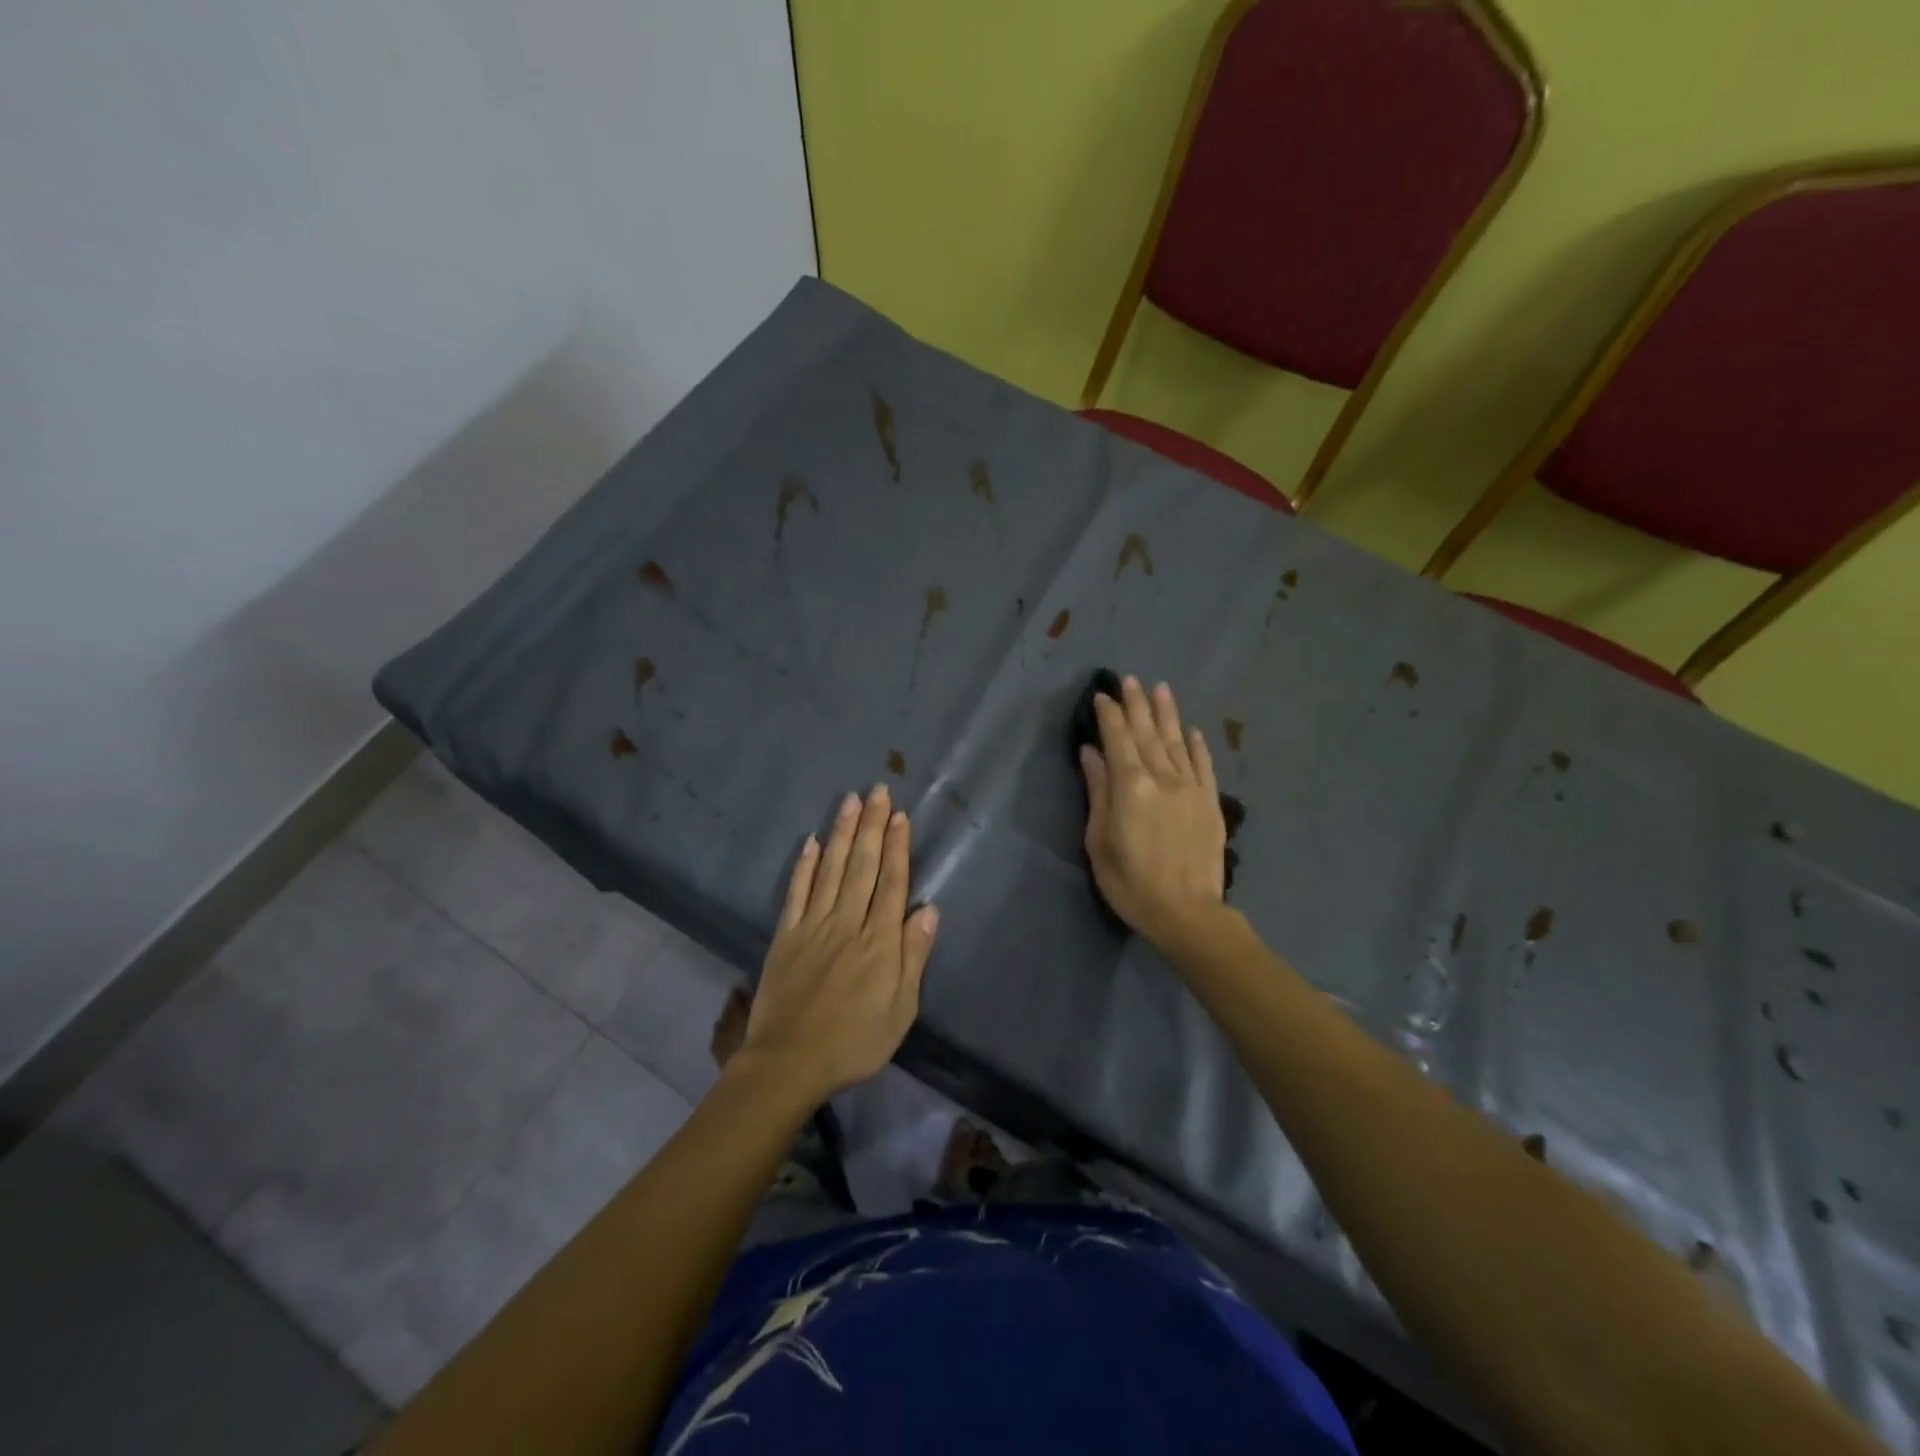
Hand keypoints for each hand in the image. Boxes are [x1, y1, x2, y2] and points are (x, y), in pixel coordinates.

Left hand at [736, 784, 938, 1104]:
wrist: (789, 1063)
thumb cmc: (854, 1041)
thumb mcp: (900, 1010)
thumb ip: (913, 957)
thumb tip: (929, 910)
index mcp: (879, 942)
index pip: (892, 883)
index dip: (898, 847)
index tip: (901, 816)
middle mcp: (848, 923)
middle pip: (863, 867)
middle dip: (873, 826)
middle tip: (879, 791)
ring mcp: (813, 926)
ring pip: (832, 870)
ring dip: (843, 834)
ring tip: (851, 801)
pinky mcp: (786, 936)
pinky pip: (796, 893)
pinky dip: (804, 866)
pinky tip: (812, 841)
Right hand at [1080, 677, 1226, 946]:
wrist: (1187, 913)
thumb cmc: (1131, 883)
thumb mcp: (1099, 841)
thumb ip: (1097, 792)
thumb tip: (1091, 753)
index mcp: (1130, 786)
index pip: (1117, 739)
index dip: (1109, 715)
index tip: (1102, 695)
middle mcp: (1162, 777)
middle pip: (1147, 732)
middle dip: (1136, 704)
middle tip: (1129, 679)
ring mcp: (1191, 788)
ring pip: (1177, 741)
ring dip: (1167, 713)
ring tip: (1160, 689)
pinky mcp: (1210, 802)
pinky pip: (1204, 764)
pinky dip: (1197, 744)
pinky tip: (1191, 729)